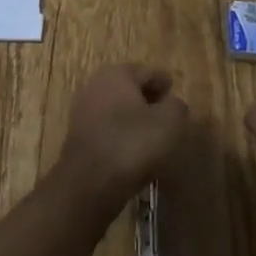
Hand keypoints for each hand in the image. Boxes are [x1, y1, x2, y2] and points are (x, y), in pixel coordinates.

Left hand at [60, 63, 190, 201]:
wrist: (89, 183)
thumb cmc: (132, 143)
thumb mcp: (170, 122)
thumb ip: (177, 107)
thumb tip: (172, 104)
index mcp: (118, 73)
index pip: (150, 72)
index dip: (166, 85)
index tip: (176, 99)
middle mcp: (96, 85)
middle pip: (130, 88)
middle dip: (148, 100)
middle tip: (167, 117)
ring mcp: (83, 110)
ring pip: (117, 109)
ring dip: (134, 119)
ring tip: (153, 137)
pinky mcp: (78, 136)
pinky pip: (107, 129)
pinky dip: (121, 135)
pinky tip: (133, 152)